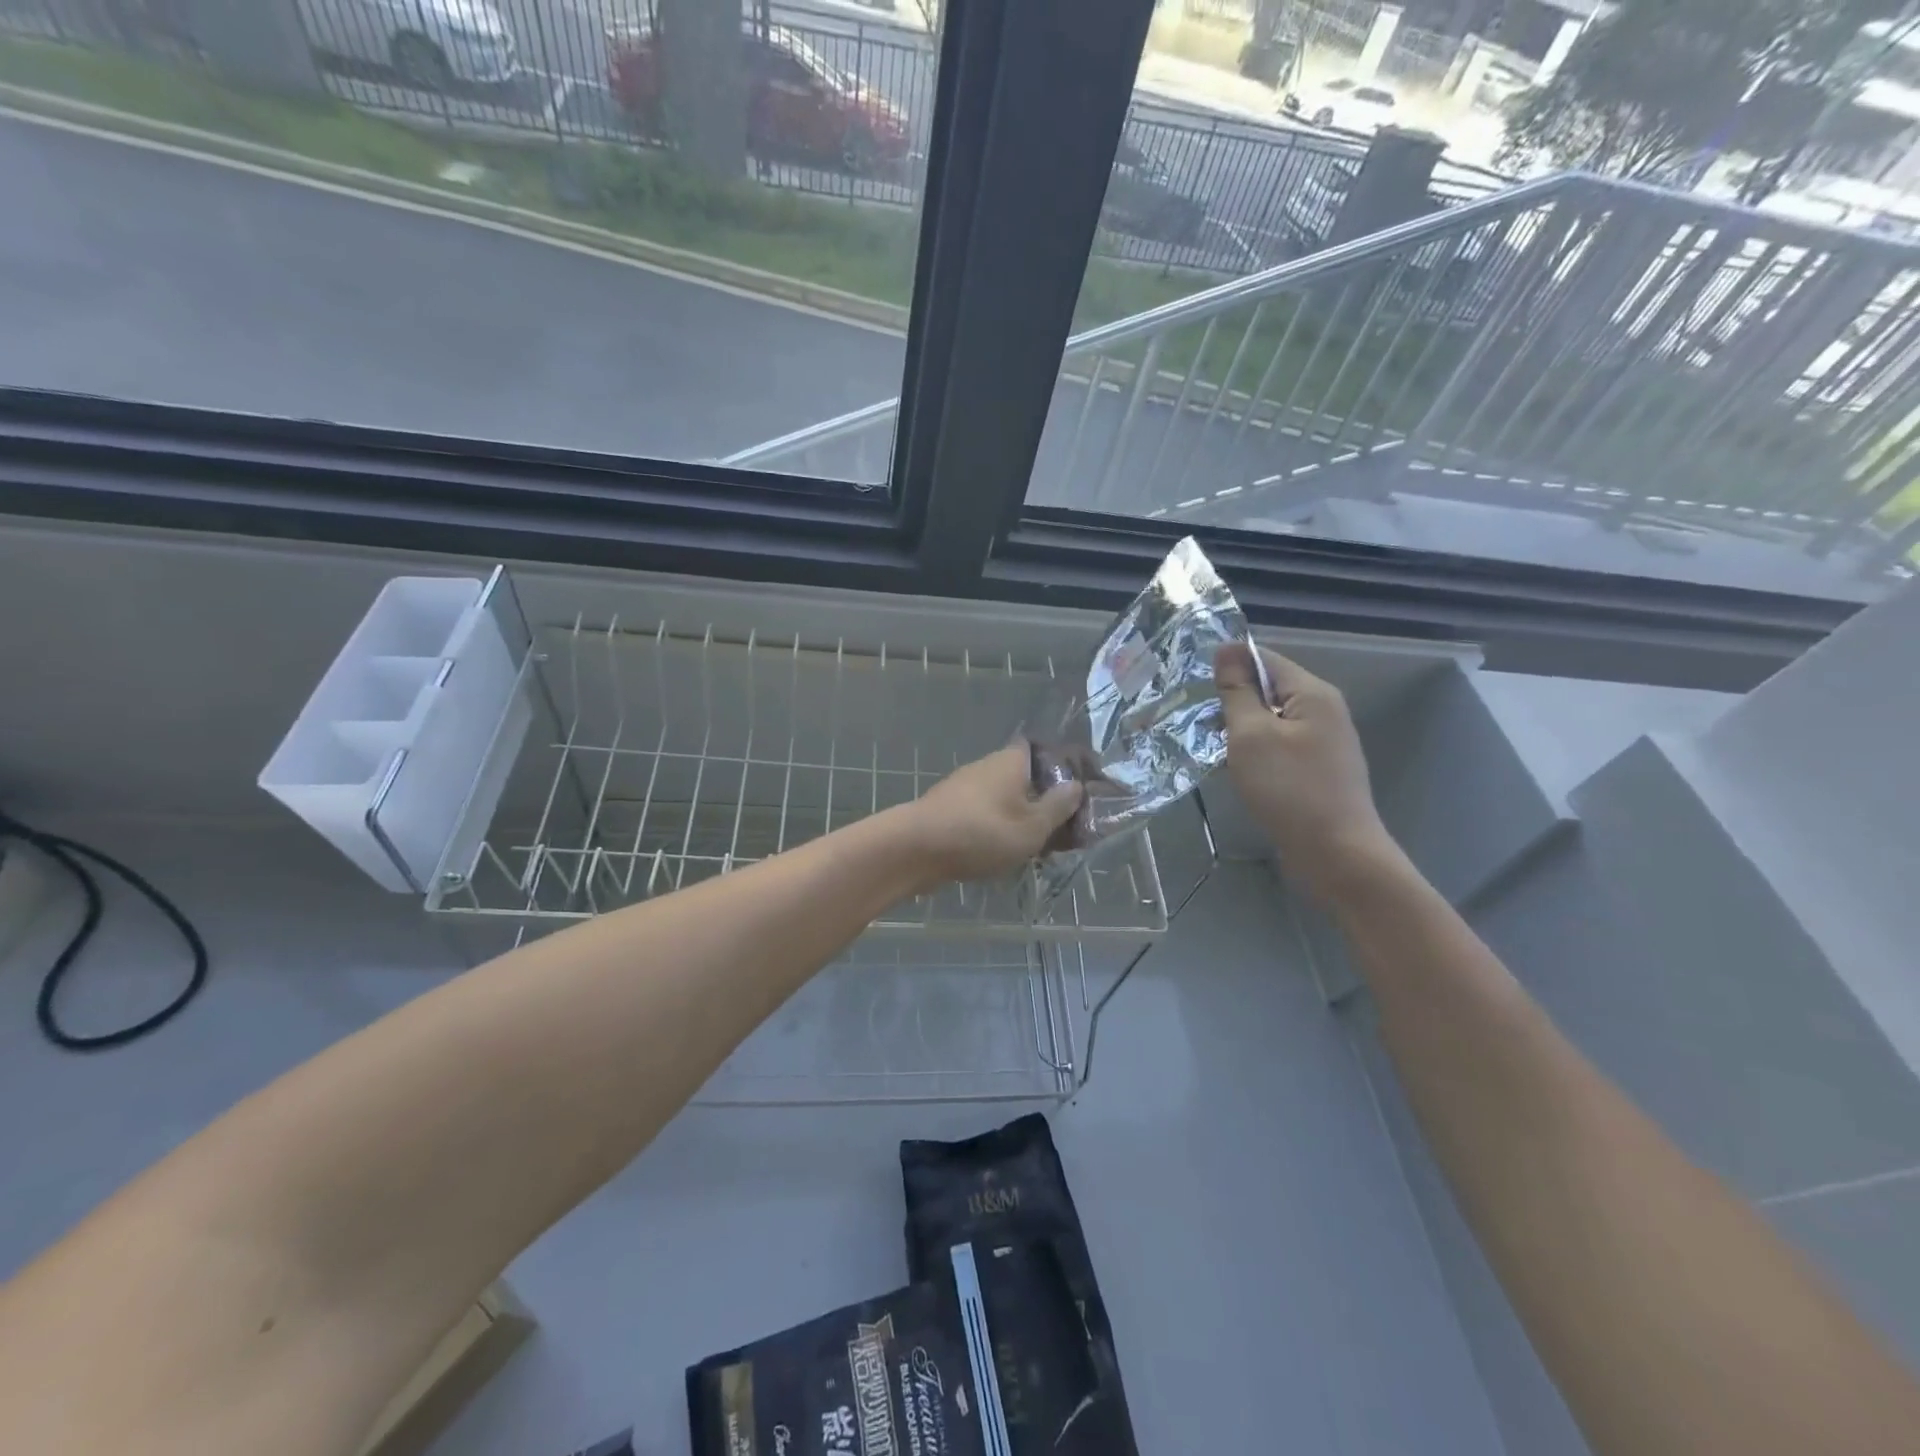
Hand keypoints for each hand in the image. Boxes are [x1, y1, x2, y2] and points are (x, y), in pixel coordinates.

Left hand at [895, 744, 1084, 888]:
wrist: (914, 849)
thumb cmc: (982, 833)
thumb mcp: (1033, 825)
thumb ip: (1060, 806)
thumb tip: (1076, 786)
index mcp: (1012, 760)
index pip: (1047, 749)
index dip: (1069, 766)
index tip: (1087, 790)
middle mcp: (989, 767)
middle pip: (1029, 777)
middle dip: (1050, 801)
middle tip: (1069, 831)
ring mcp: (966, 788)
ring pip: (1008, 799)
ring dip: (1027, 819)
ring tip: (1043, 849)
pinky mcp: (950, 811)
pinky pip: (988, 815)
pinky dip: (1003, 830)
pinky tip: (1009, 854)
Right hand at [1215, 643, 1399, 904]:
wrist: (1336, 854)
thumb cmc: (1289, 789)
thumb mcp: (1251, 735)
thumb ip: (1237, 692)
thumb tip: (1227, 649)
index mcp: (1313, 693)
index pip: (1264, 659)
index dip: (1228, 666)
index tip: (1192, 684)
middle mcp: (1324, 711)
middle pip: (1269, 690)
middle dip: (1232, 701)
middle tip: (1194, 720)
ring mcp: (1324, 743)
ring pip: (1272, 721)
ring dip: (1241, 730)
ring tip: (1209, 747)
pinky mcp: (1318, 770)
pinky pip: (1280, 747)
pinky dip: (1256, 752)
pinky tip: (1236, 770)